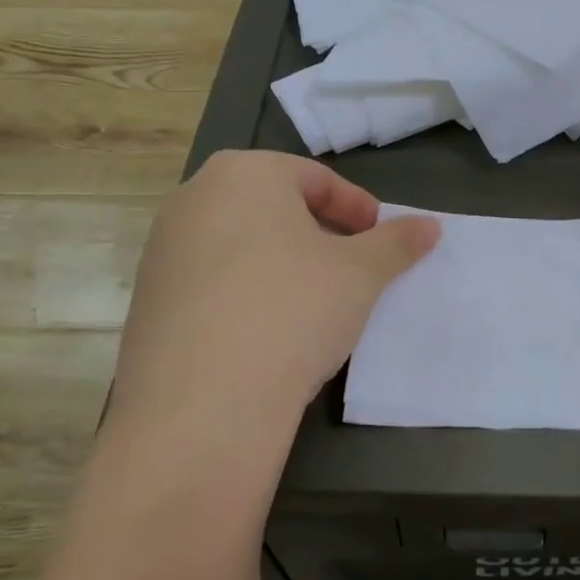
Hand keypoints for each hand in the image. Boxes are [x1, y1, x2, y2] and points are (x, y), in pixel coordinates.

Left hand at [111, 151, 437, 444]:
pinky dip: (246, 293)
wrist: (201, 406)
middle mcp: (193, 198)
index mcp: (243, 173)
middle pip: (274, 206)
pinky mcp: (148, 299)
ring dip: (282, 263)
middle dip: (319, 233)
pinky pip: (212, 281)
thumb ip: (398, 242)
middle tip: (351, 269)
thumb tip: (430, 226)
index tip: (380, 242)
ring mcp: (162, 249)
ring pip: (241, 244)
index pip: (315, 178)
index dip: (358, 209)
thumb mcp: (362, 274)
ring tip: (313, 303)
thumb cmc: (292, 311)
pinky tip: (268, 333)